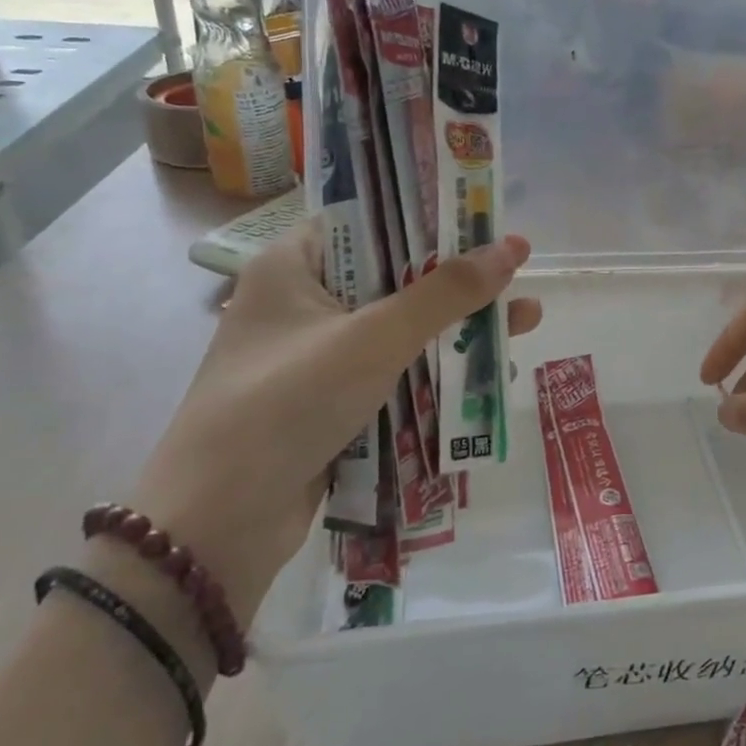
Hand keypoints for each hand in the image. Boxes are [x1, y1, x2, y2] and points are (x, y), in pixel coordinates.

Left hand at [128, 224, 539, 623]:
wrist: (219, 527)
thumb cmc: (289, 404)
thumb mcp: (373, 339)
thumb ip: (445, 293)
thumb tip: (512, 248)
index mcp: (293, 266)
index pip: (369, 221)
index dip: (431, 218)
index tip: (486, 219)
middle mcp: (303, 303)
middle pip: (395, 277)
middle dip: (460, 281)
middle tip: (520, 274)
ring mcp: (316, 357)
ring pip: (400, 328)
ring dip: (458, 328)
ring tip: (526, 323)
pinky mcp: (331, 403)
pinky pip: (394, 372)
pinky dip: (436, 370)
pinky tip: (489, 371)